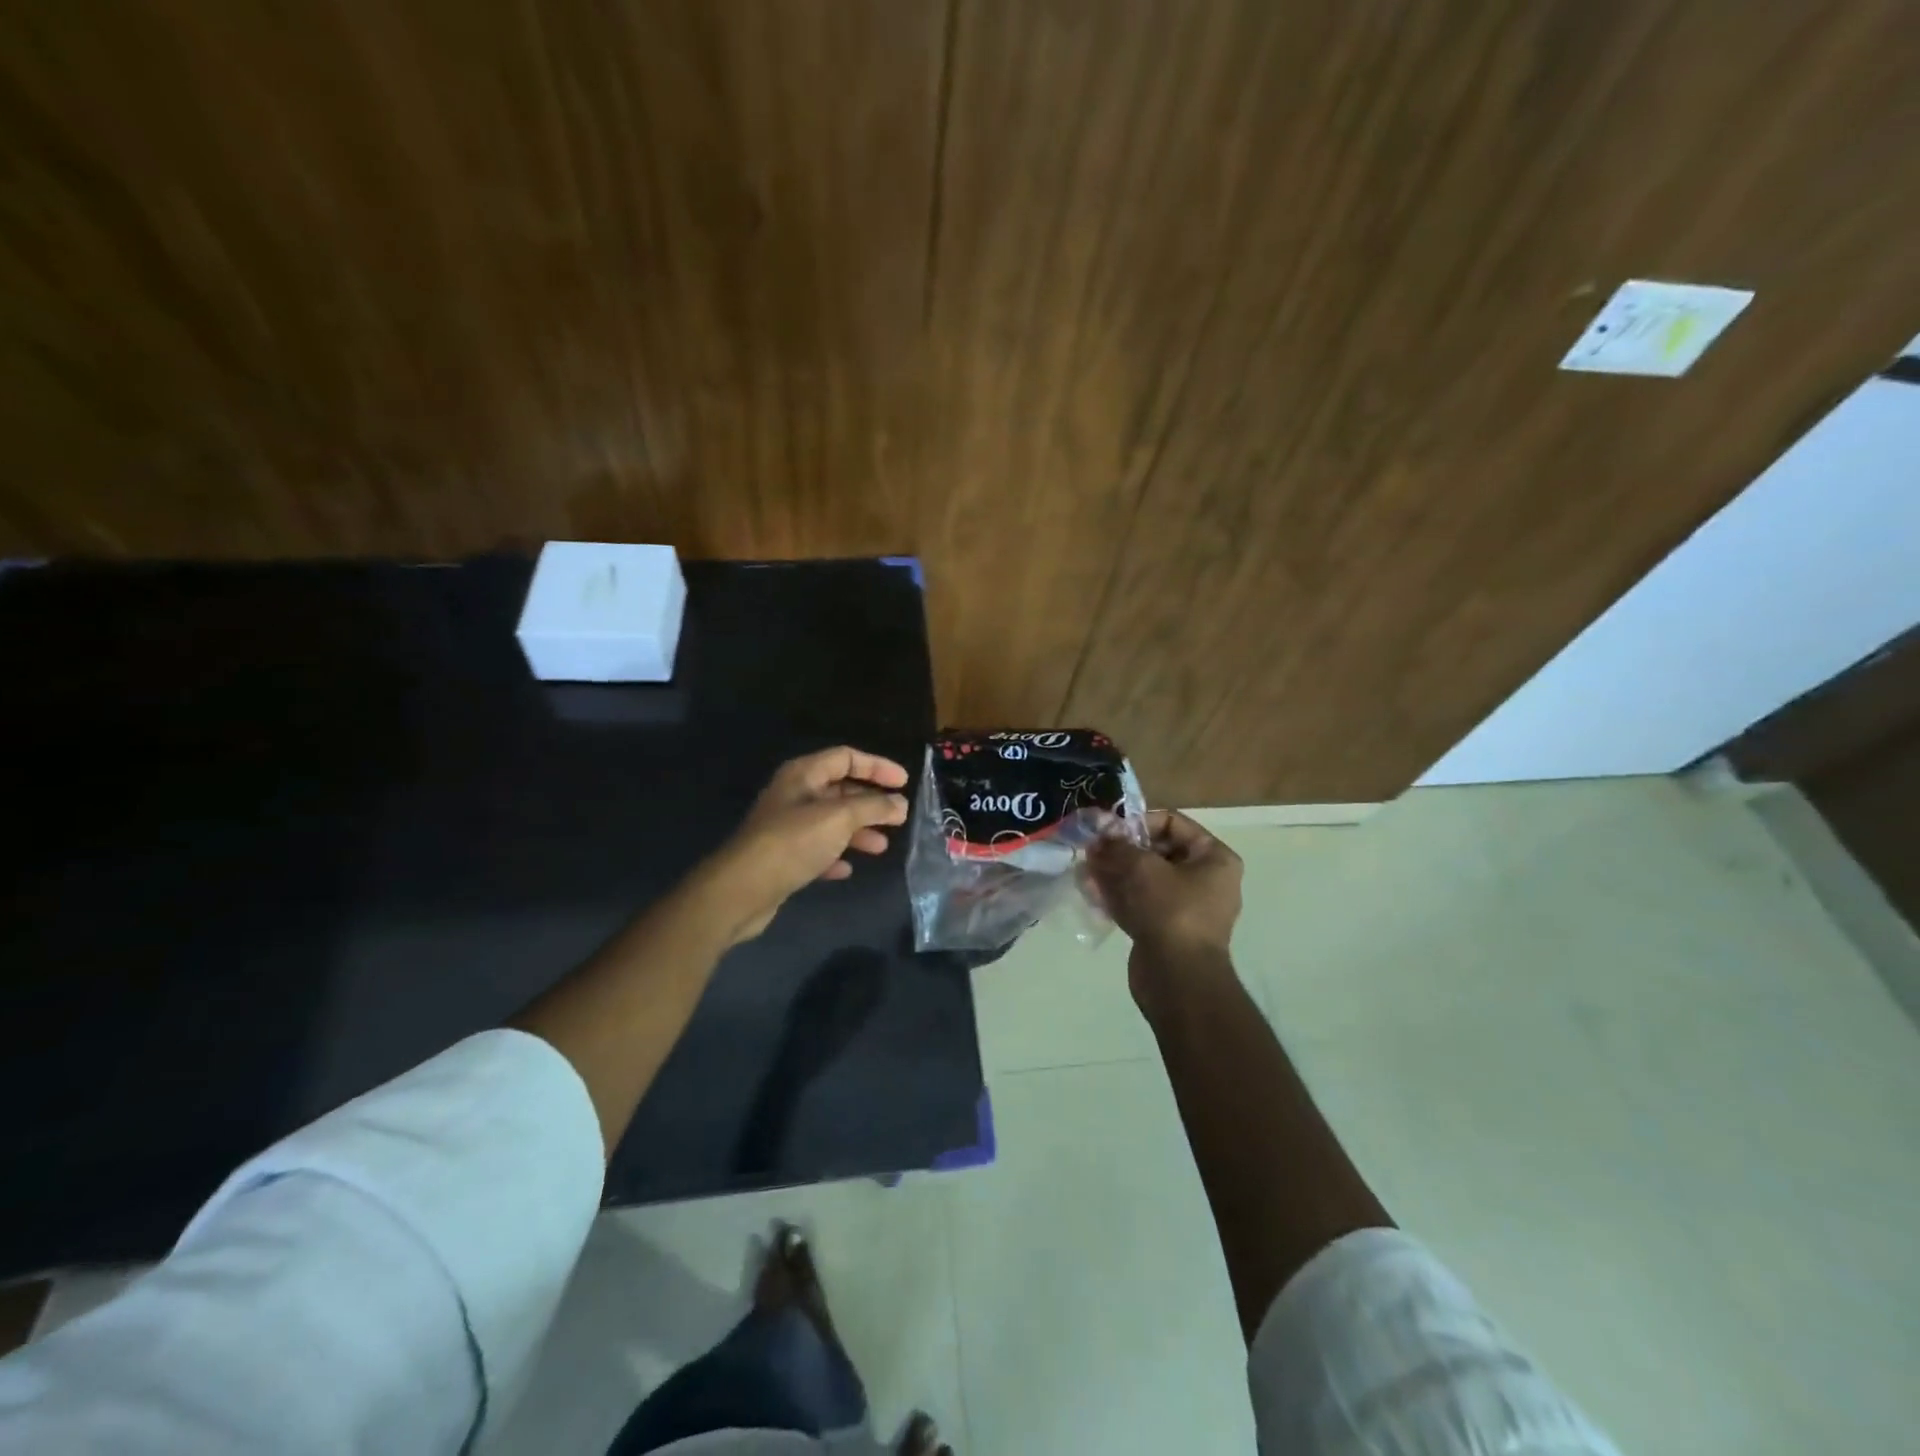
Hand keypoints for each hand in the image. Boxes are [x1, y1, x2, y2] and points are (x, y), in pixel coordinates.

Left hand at [700, 746, 910, 944]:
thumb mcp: (839, 818)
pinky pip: (817, 849)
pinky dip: (835, 855)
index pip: (846, 757)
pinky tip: (847, 869)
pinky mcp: (783, 856)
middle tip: (898, 818)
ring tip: (881, 847)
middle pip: (840, 789)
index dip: (877, 766)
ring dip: (858, 831)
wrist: (742, 889)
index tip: (904, 783)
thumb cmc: (793, 842)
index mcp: (803, 774)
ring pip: (831, 821)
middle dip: (871, 803)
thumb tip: (900, 804)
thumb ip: (873, 807)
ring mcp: (786, 826)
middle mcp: (794, 794)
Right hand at [1089, 809, 1243, 976]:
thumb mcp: (1142, 868)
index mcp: (1214, 858)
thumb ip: (1118, 846)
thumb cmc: (1170, 911)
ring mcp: (1185, 908)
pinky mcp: (1166, 930)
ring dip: (1114, 872)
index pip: (1173, 823)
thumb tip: (1099, 838)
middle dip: (1121, 850)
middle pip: (1157, 851)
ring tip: (1085, 870)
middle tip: (1092, 850)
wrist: (1178, 978)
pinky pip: (1140, 903)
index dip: (1138, 823)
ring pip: (1144, 879)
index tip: (1110, 832)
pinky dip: (1117, 896)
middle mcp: (1205, 880)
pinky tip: (1090, 892)